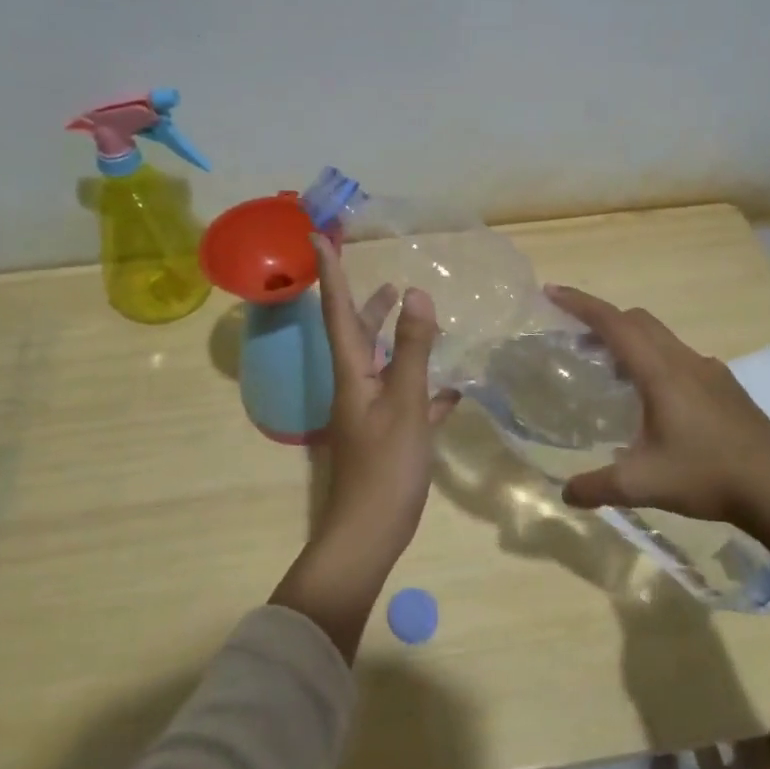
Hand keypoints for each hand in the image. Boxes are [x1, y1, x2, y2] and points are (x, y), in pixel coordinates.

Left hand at [311, 235, 461, 557]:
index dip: (331, 272)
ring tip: (416, 318)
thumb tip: (417, 295)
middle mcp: (356, 386)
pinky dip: (425, 386)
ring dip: (397, 339)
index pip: (338, 310)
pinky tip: (451, 388)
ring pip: (384, 365)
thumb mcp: (405, 403)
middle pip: (358, 335)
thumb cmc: (386, 466)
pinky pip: (406, 399)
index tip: (318, 235)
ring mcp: (371, 412)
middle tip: (386, 279)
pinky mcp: (388, 436)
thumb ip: (414, 350)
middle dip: (367, 305)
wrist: (370, 533)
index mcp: (352, 372)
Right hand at [544, 284, 769, 620]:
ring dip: (630, 342)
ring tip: (610, 372)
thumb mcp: (642, 485)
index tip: (552, 292)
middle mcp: (684, 361)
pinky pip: (680, 358)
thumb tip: (565, 493)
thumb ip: (597, 486)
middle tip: (575, 340)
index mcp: (660, 373)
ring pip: (661, 338)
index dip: (580, 304)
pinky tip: (655, 401)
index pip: (613, 323)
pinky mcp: (726, 387)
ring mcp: (710, 371)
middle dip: (602, 320)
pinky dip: (655, 361)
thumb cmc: (707, 476)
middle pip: (637, 321)